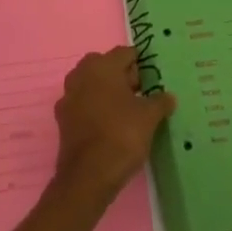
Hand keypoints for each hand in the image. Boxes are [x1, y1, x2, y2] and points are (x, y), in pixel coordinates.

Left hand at [52, 46, 175, 200]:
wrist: (88, 177)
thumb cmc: (121, 135)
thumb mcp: (149, 117)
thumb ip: (160, 101)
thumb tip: (169, 96)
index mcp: (102, 66)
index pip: (125, 53)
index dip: (141, 64)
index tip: (154, 79)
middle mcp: (81, 75)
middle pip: (106, 66)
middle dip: (123, 77)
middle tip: (141, 94)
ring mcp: (68, 97)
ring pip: (92, 85)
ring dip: (107, 92)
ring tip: (127, 111)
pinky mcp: (63, 120)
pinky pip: (83, 105)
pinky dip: (95, 110)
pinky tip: (109, 126)